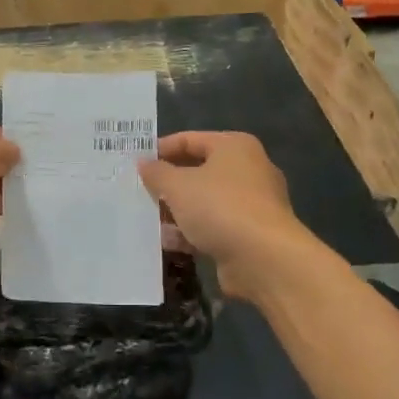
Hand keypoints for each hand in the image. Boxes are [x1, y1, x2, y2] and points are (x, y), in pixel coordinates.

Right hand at [137, 132, 308, 299]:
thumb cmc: (219, 208)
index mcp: (234, 147)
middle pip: (198, 171)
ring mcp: (250, 205)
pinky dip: (190, 233)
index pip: (190, 139)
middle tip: (137, 192)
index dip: (161, 149)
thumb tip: (143, 163)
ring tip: (145, 219)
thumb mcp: (178, 186)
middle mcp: (247, 170)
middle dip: (167, 184)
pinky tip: (166, 242)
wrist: (264, 258)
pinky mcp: (248, 234)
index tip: (134, 163)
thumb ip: (157, 173)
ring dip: (176, 211)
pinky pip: (211, 227)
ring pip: (203, 202)